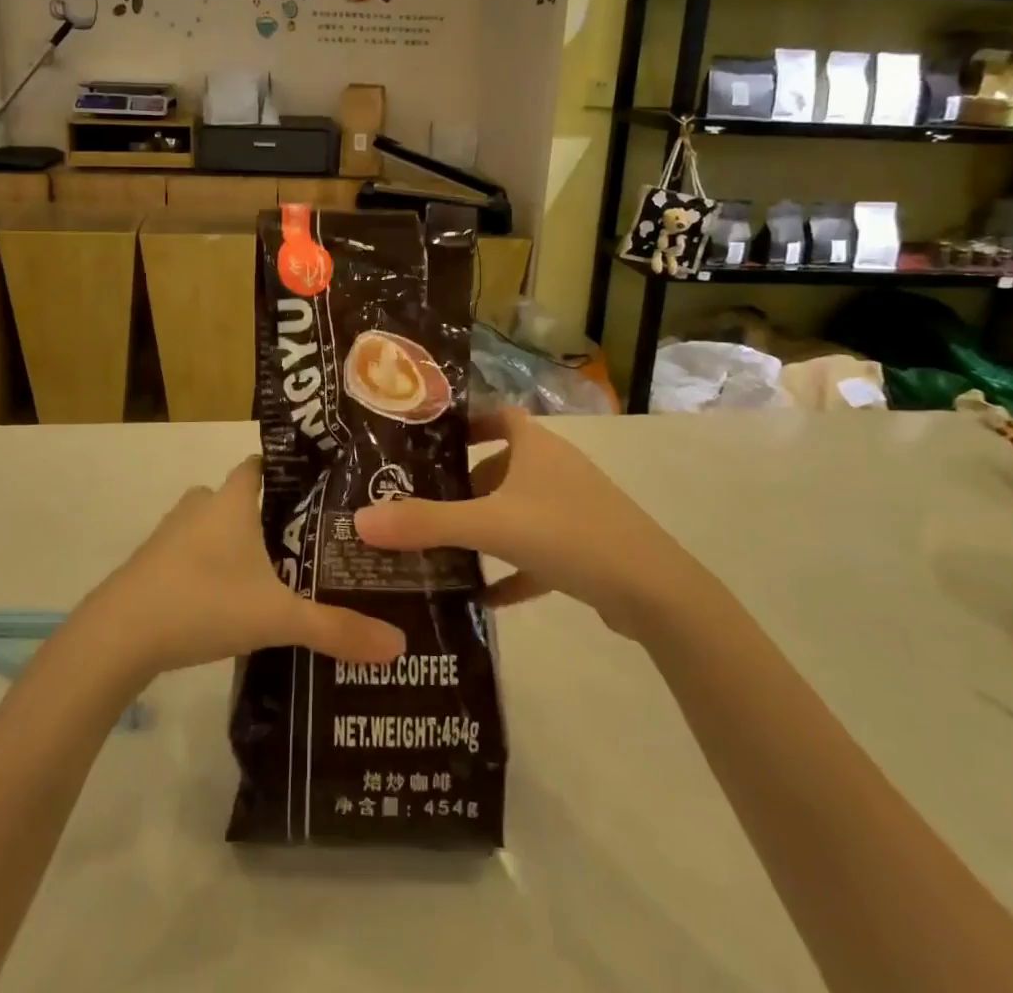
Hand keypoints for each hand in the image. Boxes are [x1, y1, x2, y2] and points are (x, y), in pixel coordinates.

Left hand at [83, 457, 405, 679]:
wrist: (117, 637)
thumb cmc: (202, 603)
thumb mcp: (277, 618)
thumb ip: (335, 629)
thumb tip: (399, 645)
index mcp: (231, 501)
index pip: (260, 465)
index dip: (286, 471)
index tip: (317, 487)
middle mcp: (200, 507)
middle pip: (237, 497)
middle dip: (266, 514)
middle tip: (305, 539)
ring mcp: (169, 536)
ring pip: (211, 527)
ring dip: (235, 543)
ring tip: (272, 572)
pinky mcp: (150, 567)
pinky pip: (189, 555)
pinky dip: (209, 568)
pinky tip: (228, 601)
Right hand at [353, 408, 679, 638]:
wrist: (653, 591)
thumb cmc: (568, 534)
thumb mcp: (491, 526)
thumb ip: (426, 523)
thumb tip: (360, 520)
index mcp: (536, 446)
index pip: (499, 415)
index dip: (467, 423)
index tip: (431, 444)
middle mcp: (556, 469)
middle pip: (504, 465)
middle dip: (466, 484)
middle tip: (424, 504)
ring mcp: (574, 508)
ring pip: (519, 509)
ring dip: (487, 527)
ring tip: (445, 548)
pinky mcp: (586, 548)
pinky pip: (537, 552)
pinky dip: (512, 569)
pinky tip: (485, 598)